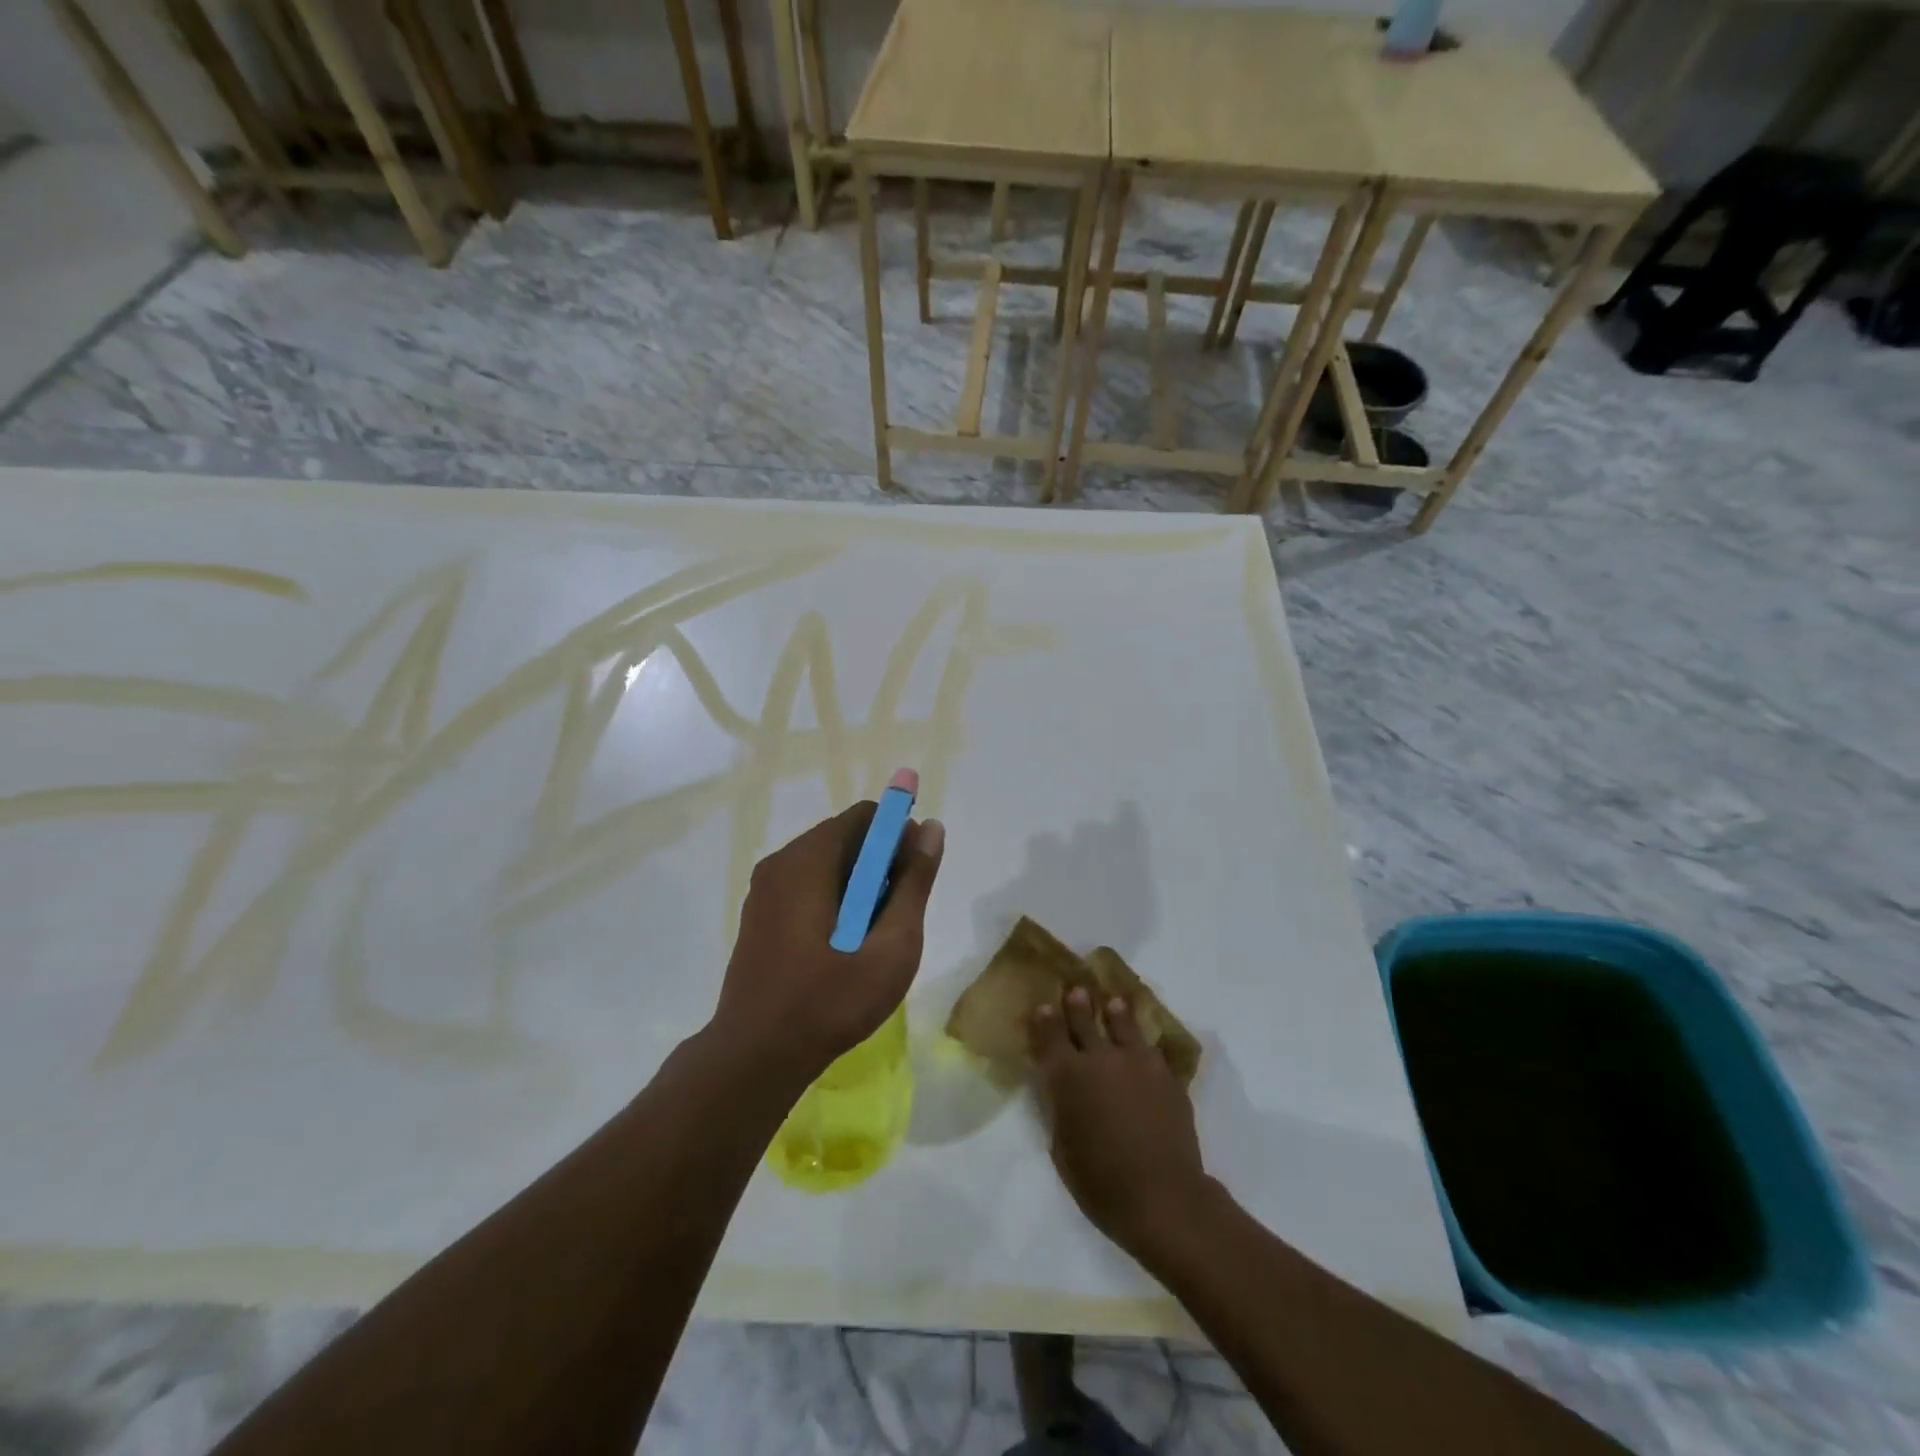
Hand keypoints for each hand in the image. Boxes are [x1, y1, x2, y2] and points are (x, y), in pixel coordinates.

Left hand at [711, 802, 944, 1090]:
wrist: (755, 1058)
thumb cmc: (830, 1002)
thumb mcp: (891, 946)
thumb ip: (914, 883)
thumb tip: (931, 828)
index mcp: (808, 860)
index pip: (866, 816)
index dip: (900, 835)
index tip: (916, 874)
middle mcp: (780, 862)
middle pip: (846, 837)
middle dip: (881, 863)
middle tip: (899, 914)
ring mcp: (764, 889)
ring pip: (827, 864)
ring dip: (860, 884)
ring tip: (874, 935)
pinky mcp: (759, 914)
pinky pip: (807, 886)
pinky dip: (835, 899)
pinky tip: (844, 945)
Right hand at [1030, 988, 1211, 1258]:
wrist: (1162, 1196)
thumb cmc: (1100, 1183)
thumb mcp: (1062, 1146)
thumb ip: (1060, 1107)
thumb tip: (1061, 1088)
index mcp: (1066, 1076)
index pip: (1050, 1035)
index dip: (1044, 1019)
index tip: (1043, 1006)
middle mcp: (1099, 1058)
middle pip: (1084, 1020)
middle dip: (1077, 1003)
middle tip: (1076, 989)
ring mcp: (1137, 1062)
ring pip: (1123, 1023)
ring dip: (1115, 1012)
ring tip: (1113, 1002)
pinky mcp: (1166, 1074)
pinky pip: (1152, 1049)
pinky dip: (1145, 1044)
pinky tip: (1146, 1045)